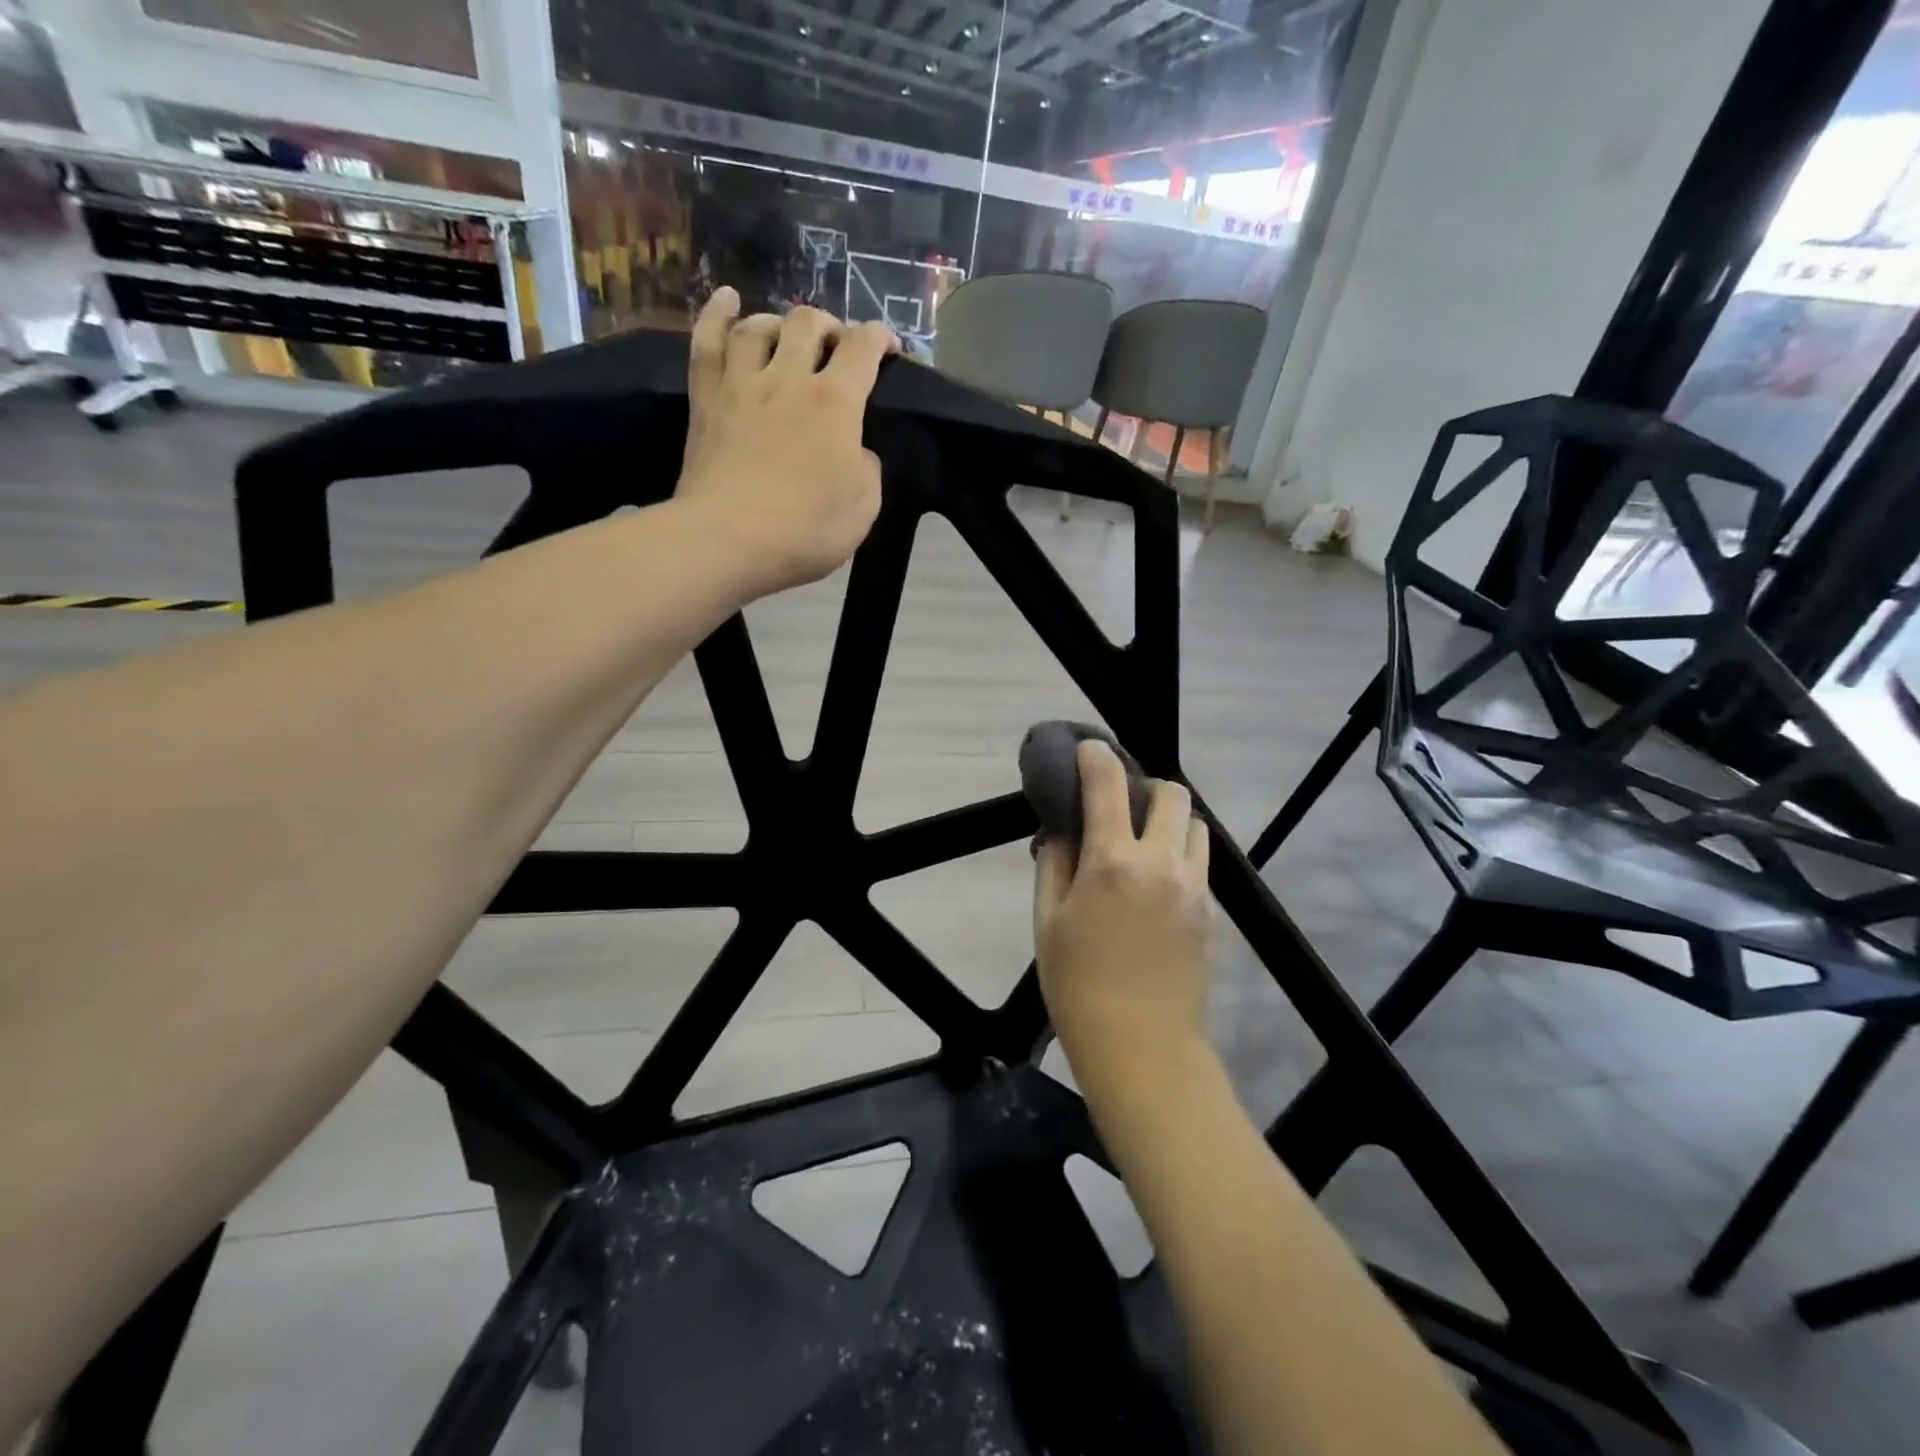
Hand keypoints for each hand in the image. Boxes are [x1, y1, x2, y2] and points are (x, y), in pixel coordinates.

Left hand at [677, 288, 898, 594]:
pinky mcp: (706, 399)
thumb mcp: (864, 506)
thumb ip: (866, 467)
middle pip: (808, 324)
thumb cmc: (806, 529)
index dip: (879, 338)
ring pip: (759, 326)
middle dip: (829, 325)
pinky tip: (727, 299)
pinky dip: (717, 314)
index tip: (887, 346)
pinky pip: (708, 342)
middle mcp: (789, 378)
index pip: (862, 349)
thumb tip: (856, 450)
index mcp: (835, 403)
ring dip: (780, 321)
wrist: (730, 539)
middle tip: (835, 345)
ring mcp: (742, 384)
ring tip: (787, 332)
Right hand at [1034, 740, 1213, 1100]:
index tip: (1089, 749)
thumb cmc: (1077, 985)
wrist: (1141, 1048)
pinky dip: (1180, 856)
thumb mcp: (1047, 922)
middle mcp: (1162, 864)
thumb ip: (1055, 864)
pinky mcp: (1211, 913)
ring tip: (1145, 845)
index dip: (1097, 757)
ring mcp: (1195, 888)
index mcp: (1113, 862)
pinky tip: (1157, 885)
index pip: (1108, 785)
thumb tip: (1062, 831)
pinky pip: (1200, 864)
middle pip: (1173, 794)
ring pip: (1196, 827)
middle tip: (1123, 806)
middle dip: (1146, 787)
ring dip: (1170, 822)